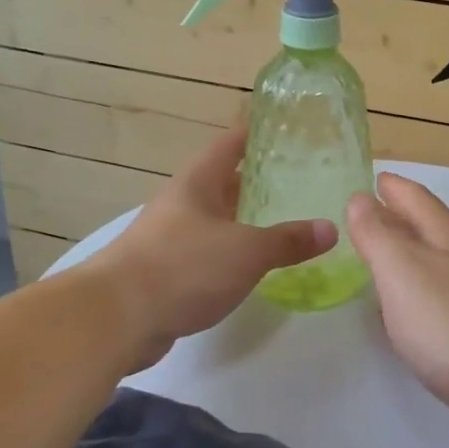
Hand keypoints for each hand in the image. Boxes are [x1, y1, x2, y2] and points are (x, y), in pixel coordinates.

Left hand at [91, 128, 336, 366]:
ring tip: (284, 222)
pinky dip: (231, 254)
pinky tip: (253, 266)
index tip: (285, 130)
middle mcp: (182, 204)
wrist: (117, 317)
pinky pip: (207, 253)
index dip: (255, 134)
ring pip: (216, 220)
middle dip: (256, 181)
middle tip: (297, 180)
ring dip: (244, 220)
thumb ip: (288, 240)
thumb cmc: (184, 267)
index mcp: (197, 184)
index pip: (229, 145)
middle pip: (223, 183)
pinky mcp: (167, 273)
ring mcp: (171, 239)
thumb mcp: (246, 250)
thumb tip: (331, 228)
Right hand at [345, 172, 448, 433]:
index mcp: (446, 236)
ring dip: (408, 255)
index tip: (371, 178)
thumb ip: (378, 235)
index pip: (414, 198)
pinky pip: (441, 297)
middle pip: (428, 228)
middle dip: (398, 218)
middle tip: (365, 217)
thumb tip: (361, 198)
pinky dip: (418, 292)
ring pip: (436, 262)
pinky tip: (407, 310)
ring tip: (379, 259)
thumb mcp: (402, 270)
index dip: (391, 186)